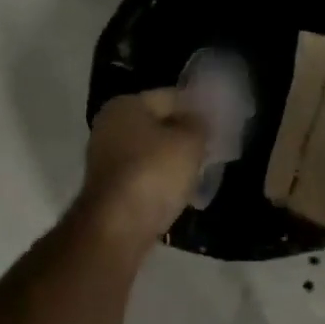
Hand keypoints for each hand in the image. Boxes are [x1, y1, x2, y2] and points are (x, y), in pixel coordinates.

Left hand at [77, 89, 208, 242]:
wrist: (117, 227)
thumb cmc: (154, 173)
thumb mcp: (190, 142)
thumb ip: (199, 124)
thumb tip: (198, 121)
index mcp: (125, 105)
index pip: (171, 97)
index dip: (197, 108)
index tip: (219, 124)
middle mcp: (109, 126)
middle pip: (158, 125)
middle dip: (184, 135)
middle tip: (212, 148)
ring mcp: (105, 158)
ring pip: (151, 152)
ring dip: (174, 160)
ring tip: (200, 171)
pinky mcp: (109, 188)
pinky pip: (144, 175)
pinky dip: (161, 180)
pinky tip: (181, 191)